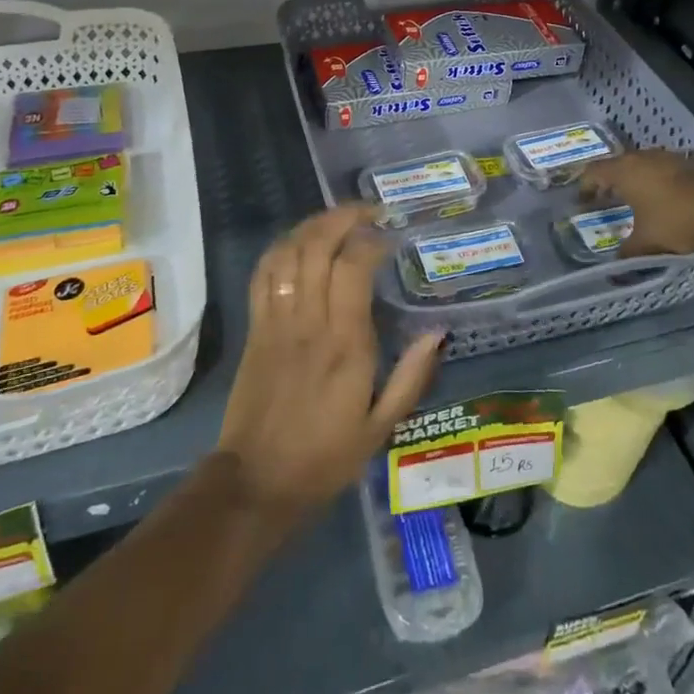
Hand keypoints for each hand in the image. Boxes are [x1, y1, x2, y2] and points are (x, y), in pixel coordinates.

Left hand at [217, 205, 443, 518]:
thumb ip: (411, 377)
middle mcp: (309, 322)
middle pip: (317, 246)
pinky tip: (299, 242)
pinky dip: (280, 248)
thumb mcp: (381, 427)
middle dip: (342, 217)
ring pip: (288, 252)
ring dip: (313, 226)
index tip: (391, 235)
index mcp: (345, 344)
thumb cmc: (325, 457)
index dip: (372, 240)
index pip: (354, 267)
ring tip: (338, 219)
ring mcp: (277, 321)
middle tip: (368, 211)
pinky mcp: (255, 328)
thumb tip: (438, 332)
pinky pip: (263, 274)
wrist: (257, 482)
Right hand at [579, 149, 693, 254]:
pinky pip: (670, 169)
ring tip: (641, 198)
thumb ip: (629, 253)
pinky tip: (672, 198)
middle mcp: (645, 157)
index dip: (586, 185)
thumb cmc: (676, 221)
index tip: (584, 200)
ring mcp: (672, 157)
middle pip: (620, 164)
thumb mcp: (647, 242)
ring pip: (647, 164)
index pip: (594, 171)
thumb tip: (616, 269)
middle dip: (613, 180)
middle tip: (609, 198)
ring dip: (640, 178)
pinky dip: (664, 181)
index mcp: (625, 171)